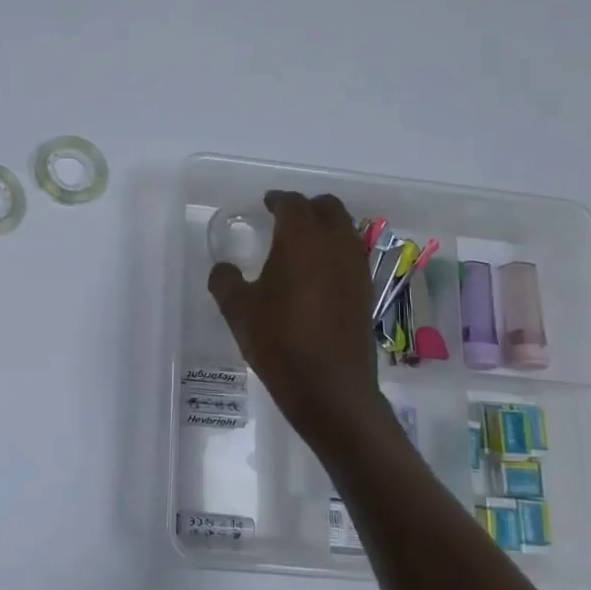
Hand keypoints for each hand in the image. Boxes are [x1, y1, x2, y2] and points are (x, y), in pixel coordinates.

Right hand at [207, 192, 389, 453]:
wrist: (330, 388)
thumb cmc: (279, 343)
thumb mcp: (238, 311)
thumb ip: (225, 281)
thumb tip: (224, 268)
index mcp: (301, 240)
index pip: (293, 204)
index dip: (277, 200)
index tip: (265, 205)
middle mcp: (335, 245)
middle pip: (328, 208)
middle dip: (306, 207)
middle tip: (284, 219)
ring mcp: (356, 268)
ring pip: (345, 230)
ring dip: (325, 228)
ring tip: (301, 245)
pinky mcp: (366, 291)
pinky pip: (352, 255)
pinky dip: (336, 252)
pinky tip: (317, 274)